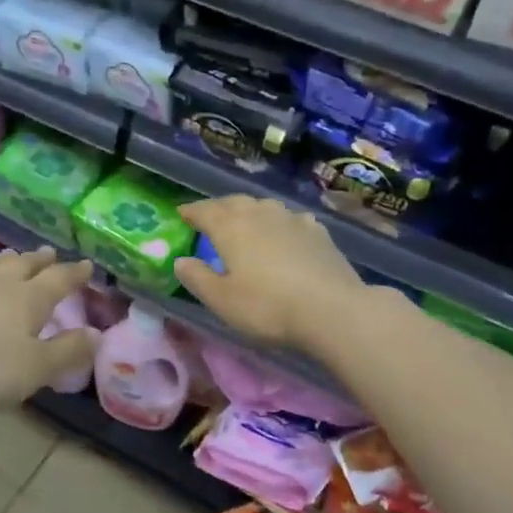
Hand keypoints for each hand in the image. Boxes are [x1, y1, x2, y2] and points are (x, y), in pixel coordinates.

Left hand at [0, 248, 96, 413]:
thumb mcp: (37, 368)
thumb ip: (68, 350)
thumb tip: (97, 334)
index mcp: (29, 298)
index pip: (59, 279)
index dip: (75, 273)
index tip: (87, 265)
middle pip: (25, 265)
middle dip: (41, 260)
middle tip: (50, 253)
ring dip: (8, 260)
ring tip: (14, 257)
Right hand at [174, 196, 367, 350]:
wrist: (331, 309)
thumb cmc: (267, 306)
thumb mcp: (221, 300)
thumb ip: (197, 278)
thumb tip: (181, 261)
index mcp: (231, 227)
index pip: (204, 211)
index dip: (191, 211)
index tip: (181, 213)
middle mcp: (260, 214)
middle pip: (234, 203)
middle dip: (219, 208)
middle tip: (210, 218)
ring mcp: (293, 220)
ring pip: (264, 206)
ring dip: (250, 211)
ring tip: (245, 222)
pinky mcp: (318, 232)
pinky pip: (291, 219)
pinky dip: (279, 222)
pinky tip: (284, 232)